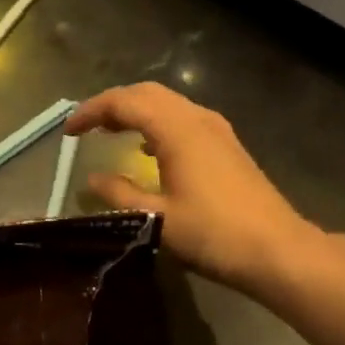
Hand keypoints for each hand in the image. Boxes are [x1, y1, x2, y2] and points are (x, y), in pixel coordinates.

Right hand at [65, 83, 329, 295]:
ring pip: (168, 104)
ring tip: (111, 134)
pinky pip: (183, 119)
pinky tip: (149, 150)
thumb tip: (92, 179)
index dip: (91, 111)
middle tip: (86, 127)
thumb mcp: (156, 219)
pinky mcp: (228, 147)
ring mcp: (218, 131)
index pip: (125, 102)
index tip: (68, 132)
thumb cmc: (213, 234)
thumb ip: (120, 194)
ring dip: (136, 112)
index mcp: (177, 129)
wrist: (276, 250)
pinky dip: (157, 124)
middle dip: (113, 105)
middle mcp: (198, 119)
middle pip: (147, 94)